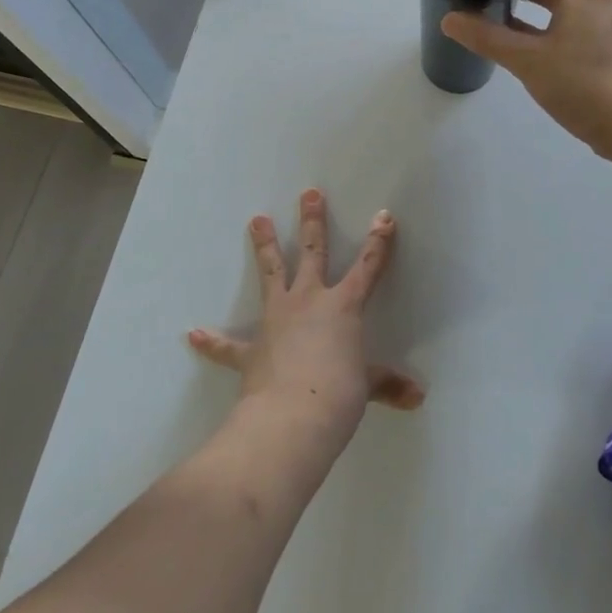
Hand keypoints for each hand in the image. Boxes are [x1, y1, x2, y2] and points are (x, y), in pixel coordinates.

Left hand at [187, 190, 423, 447]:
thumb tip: (418, 397)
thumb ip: (387, 385)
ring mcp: (277, 320)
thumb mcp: (367, 387)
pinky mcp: (251, 349)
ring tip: (257, 219)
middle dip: (313, 222)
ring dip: (265, 246)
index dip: (378, 242)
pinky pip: (228, 345)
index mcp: (343, 307)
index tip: (384, 215)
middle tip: (309, 194)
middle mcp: (309, 302)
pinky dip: (212, 341)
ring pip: (272, 273)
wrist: (291, 419)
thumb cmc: (339, 396)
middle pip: (313, 253)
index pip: (367, 268)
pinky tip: (193, 334)